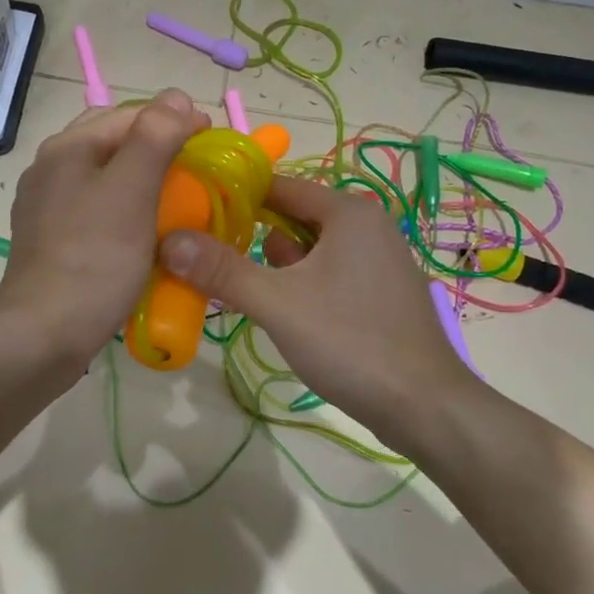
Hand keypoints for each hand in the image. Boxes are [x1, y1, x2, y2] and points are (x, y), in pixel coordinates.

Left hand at [0, 90, 208, 364]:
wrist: (43, 336)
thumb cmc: (94, 259)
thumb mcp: (131, 191)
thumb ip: (155, 137)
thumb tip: (177, 97)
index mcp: (69, 148)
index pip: (131, 114)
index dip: (176, 121)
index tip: (212, 145)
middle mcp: (51, 169)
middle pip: (115, 145)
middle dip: (159, 152)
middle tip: (197, 174)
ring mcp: (47, 208)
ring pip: (107, 180)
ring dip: (144, 185)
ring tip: (178, 205)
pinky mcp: (51, 242)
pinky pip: (98, 214)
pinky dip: (127, 215)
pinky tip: (145, 237)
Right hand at [160, 175, 478, 440]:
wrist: (424, 406)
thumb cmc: (351, 342)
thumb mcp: (278, 304)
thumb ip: (222, 270)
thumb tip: (168, 239)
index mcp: (349, 213)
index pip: (279, 186)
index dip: (235, 198)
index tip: (194, 216)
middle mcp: (367, 226)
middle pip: (292, 219)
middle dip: (255, 242)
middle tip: (214, 267)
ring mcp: (378, 261)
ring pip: (308, 252)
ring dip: (277, 271)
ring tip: (245, 295)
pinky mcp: (379, 293)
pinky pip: (327, 275)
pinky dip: (301, 288)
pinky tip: (285, 317)